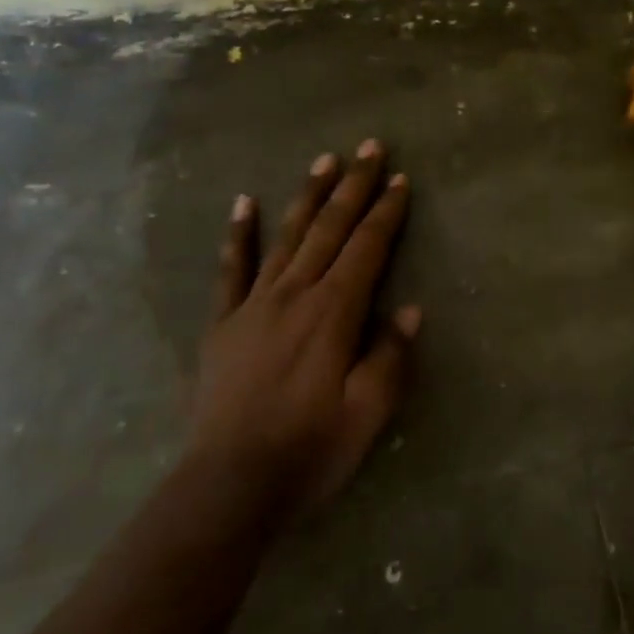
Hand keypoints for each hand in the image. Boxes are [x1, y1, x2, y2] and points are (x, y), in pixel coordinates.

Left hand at [188, 140, 418, 514]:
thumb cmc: (310, 450)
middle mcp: (295, 294)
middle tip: (369, 147)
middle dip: (353, 185)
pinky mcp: (223, 323)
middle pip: (330, 228)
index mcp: (334, 312)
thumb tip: (409, 309)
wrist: (229, 487)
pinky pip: (231, 269)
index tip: (399, 180)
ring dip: (308, 196)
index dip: (385, 212)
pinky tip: (245, 203)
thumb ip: (389, 355)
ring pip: (287, 236)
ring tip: (323, 161)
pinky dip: (239, 234)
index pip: (366, 248)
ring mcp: (254, 305)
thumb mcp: (368, 412)